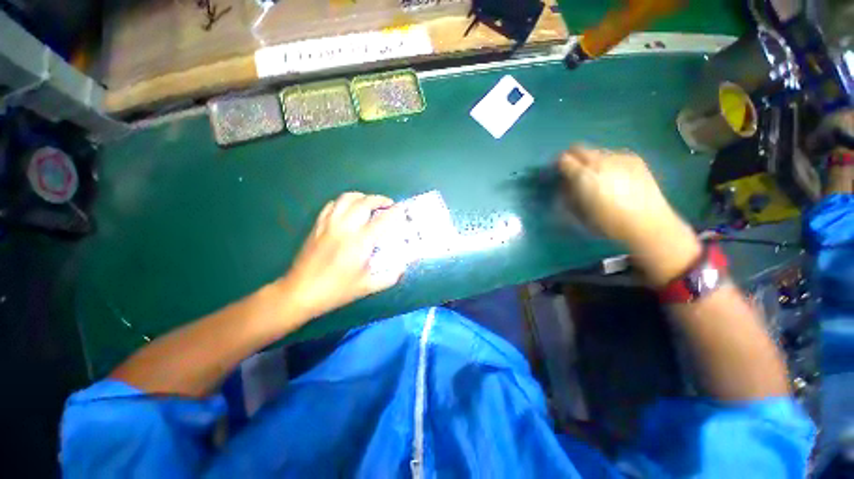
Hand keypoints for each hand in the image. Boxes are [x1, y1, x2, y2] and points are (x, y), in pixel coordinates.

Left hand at [277, 192, 404, 319]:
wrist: (299, 292)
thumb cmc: (335, 291)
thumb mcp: (366, 287)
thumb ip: (389, 277)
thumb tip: (402, 268)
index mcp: (360, 242)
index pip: (382, 220)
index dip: (395, 212)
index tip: (403, 209)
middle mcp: (345, 227)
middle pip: (365, 202)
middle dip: (380, 199)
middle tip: (389, 205)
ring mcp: (329, 224)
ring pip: (347, 198)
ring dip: (362, 197)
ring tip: (370, 204)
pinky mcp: (317, 225)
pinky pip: (332, 205)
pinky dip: (344, 202)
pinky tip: (348, 209)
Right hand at [558, 146, 700, 284]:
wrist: (647, 223)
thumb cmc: (607, 222)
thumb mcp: (579, 211)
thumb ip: (568, 193)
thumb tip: (565, 183)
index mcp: (583, 175)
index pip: (563, 159)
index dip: (558, 165)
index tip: (559, 173)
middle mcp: (600, 161)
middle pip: (579, 148)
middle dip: (572, 158)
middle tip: (574, 172)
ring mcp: (620, 157)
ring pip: (597, 152)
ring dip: (591, 161)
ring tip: (598, 177)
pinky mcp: (635, 159)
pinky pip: (614, 155)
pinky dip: (608, 163)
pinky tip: (615, 177)